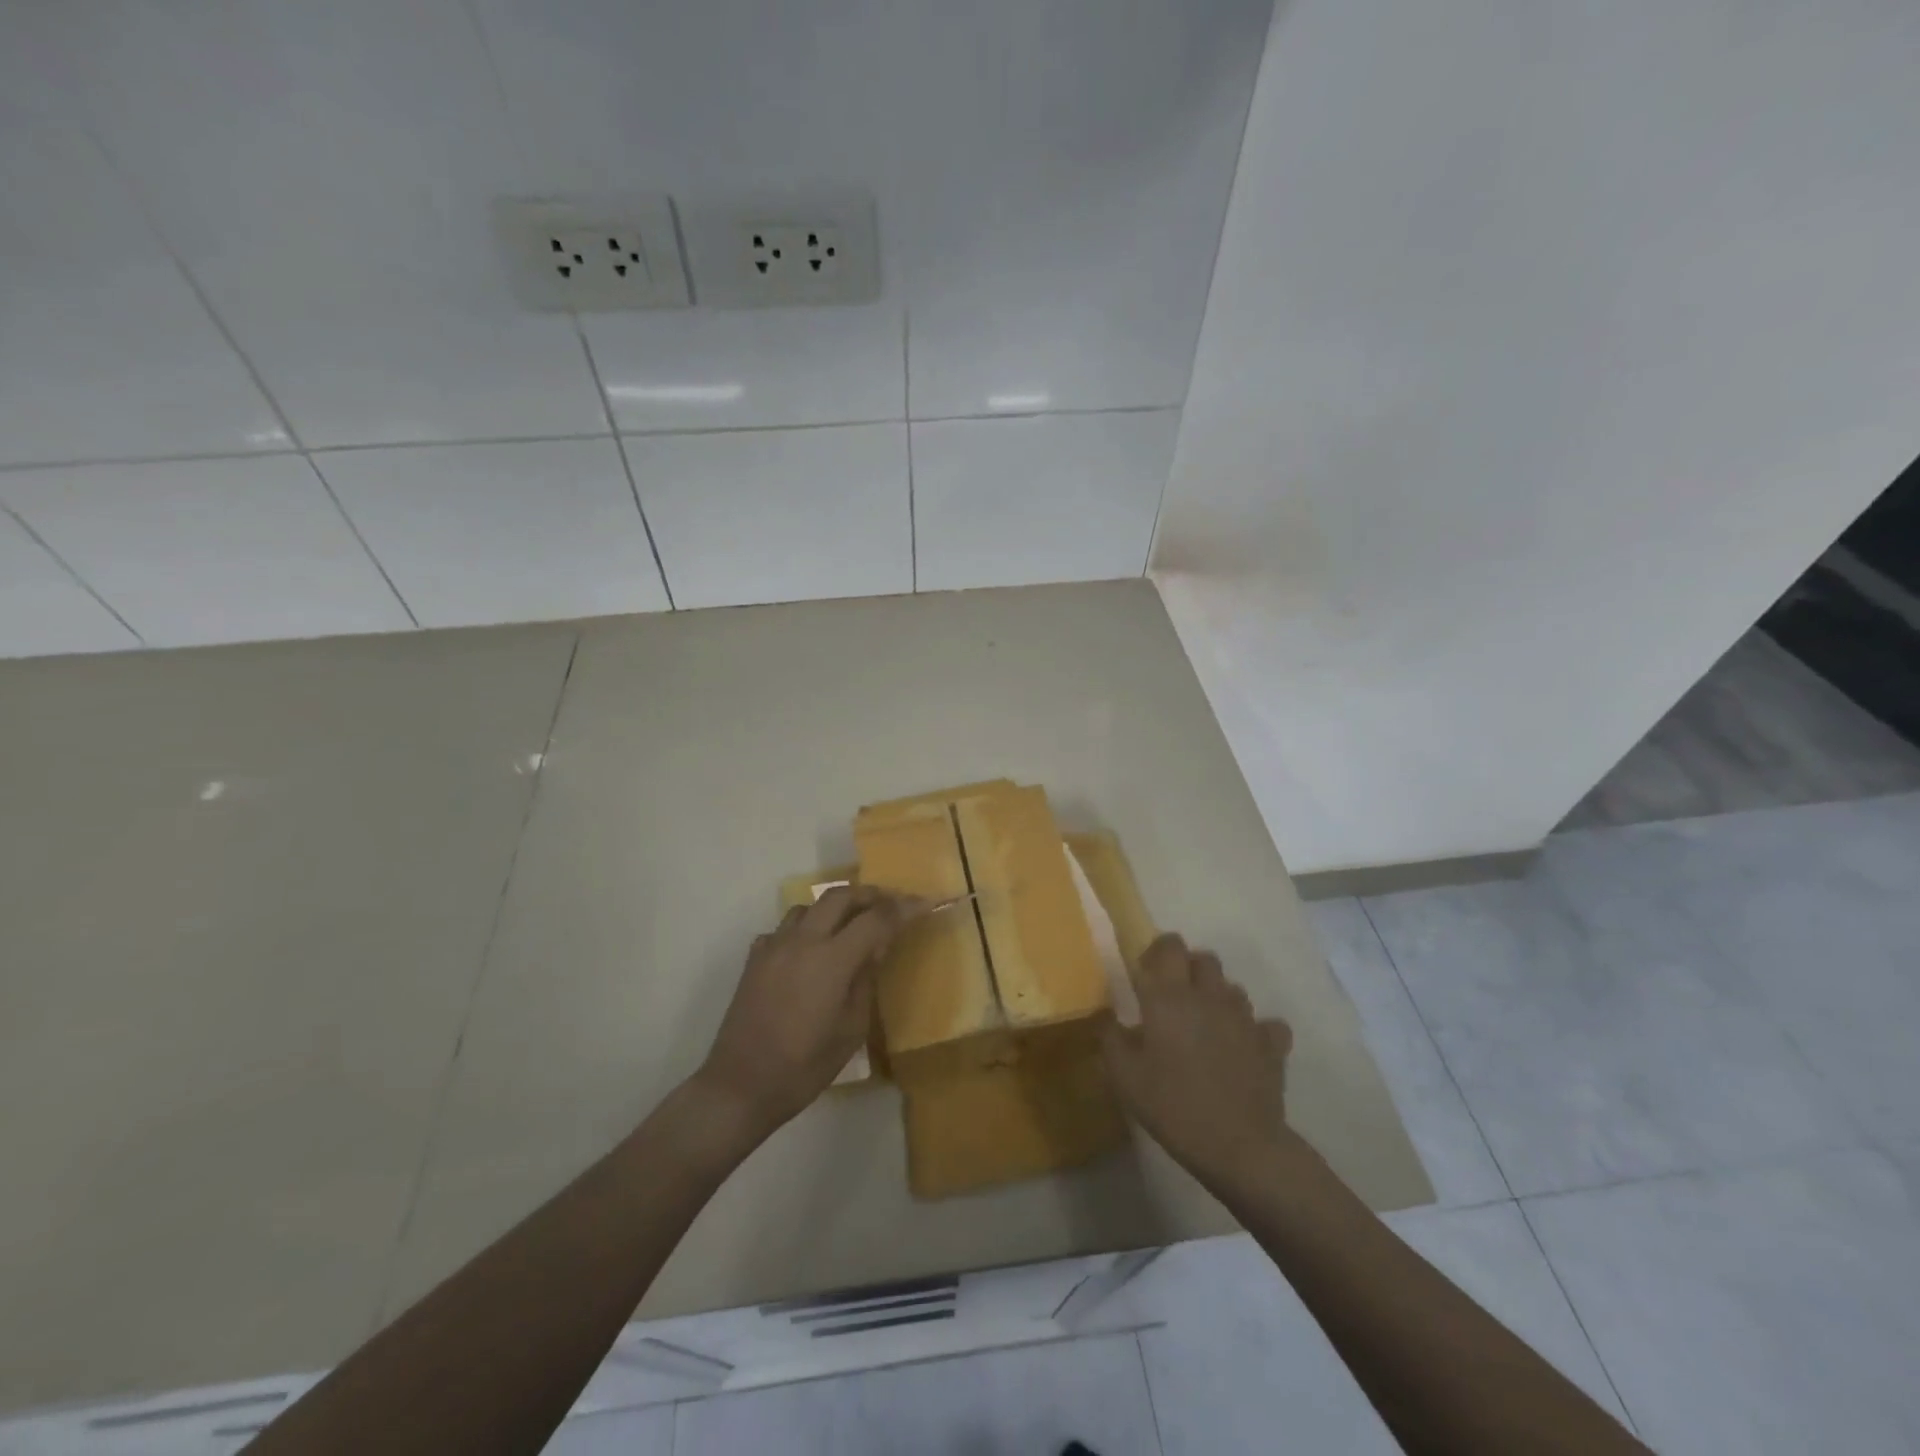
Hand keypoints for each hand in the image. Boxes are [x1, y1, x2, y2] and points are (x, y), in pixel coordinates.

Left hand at [694, 885, 921, 1142]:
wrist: (740, 1086)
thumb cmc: (804, 1067)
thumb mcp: (850, 1030)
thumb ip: (865, 981)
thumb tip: (876, 948)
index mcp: (831, 960)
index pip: (876, 919)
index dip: (904, 908)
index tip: (925, 903)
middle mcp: (802, 941)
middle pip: (840, 897)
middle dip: (869, 895)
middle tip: (890, 906)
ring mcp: (774, 947)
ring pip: (809, 906)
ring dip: (834, 908)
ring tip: (850, 925)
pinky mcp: (755, 959)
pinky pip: (784, 928)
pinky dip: (805, 929)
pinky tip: (810, 951)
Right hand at [1101, 933, 1294, 1187]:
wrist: (1239, 1146)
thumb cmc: (1173, 1106)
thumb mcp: (1124, 1077)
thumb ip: (1111, 1037)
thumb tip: (1107, 1016)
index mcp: (1169, 997)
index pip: (1169, 946)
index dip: (1158, 951)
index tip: (1146, 973)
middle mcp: (1209, 996)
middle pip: (1204, 959)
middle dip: (1189, 970)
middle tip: (1174, 1000)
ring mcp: (1245, 1019)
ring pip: (1233, 988)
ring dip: (1218, 998)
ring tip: (1206, 1028)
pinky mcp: (1271, 1045)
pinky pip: (1267, 1025)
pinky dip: (1256, 1031)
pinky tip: (1244, 1049)